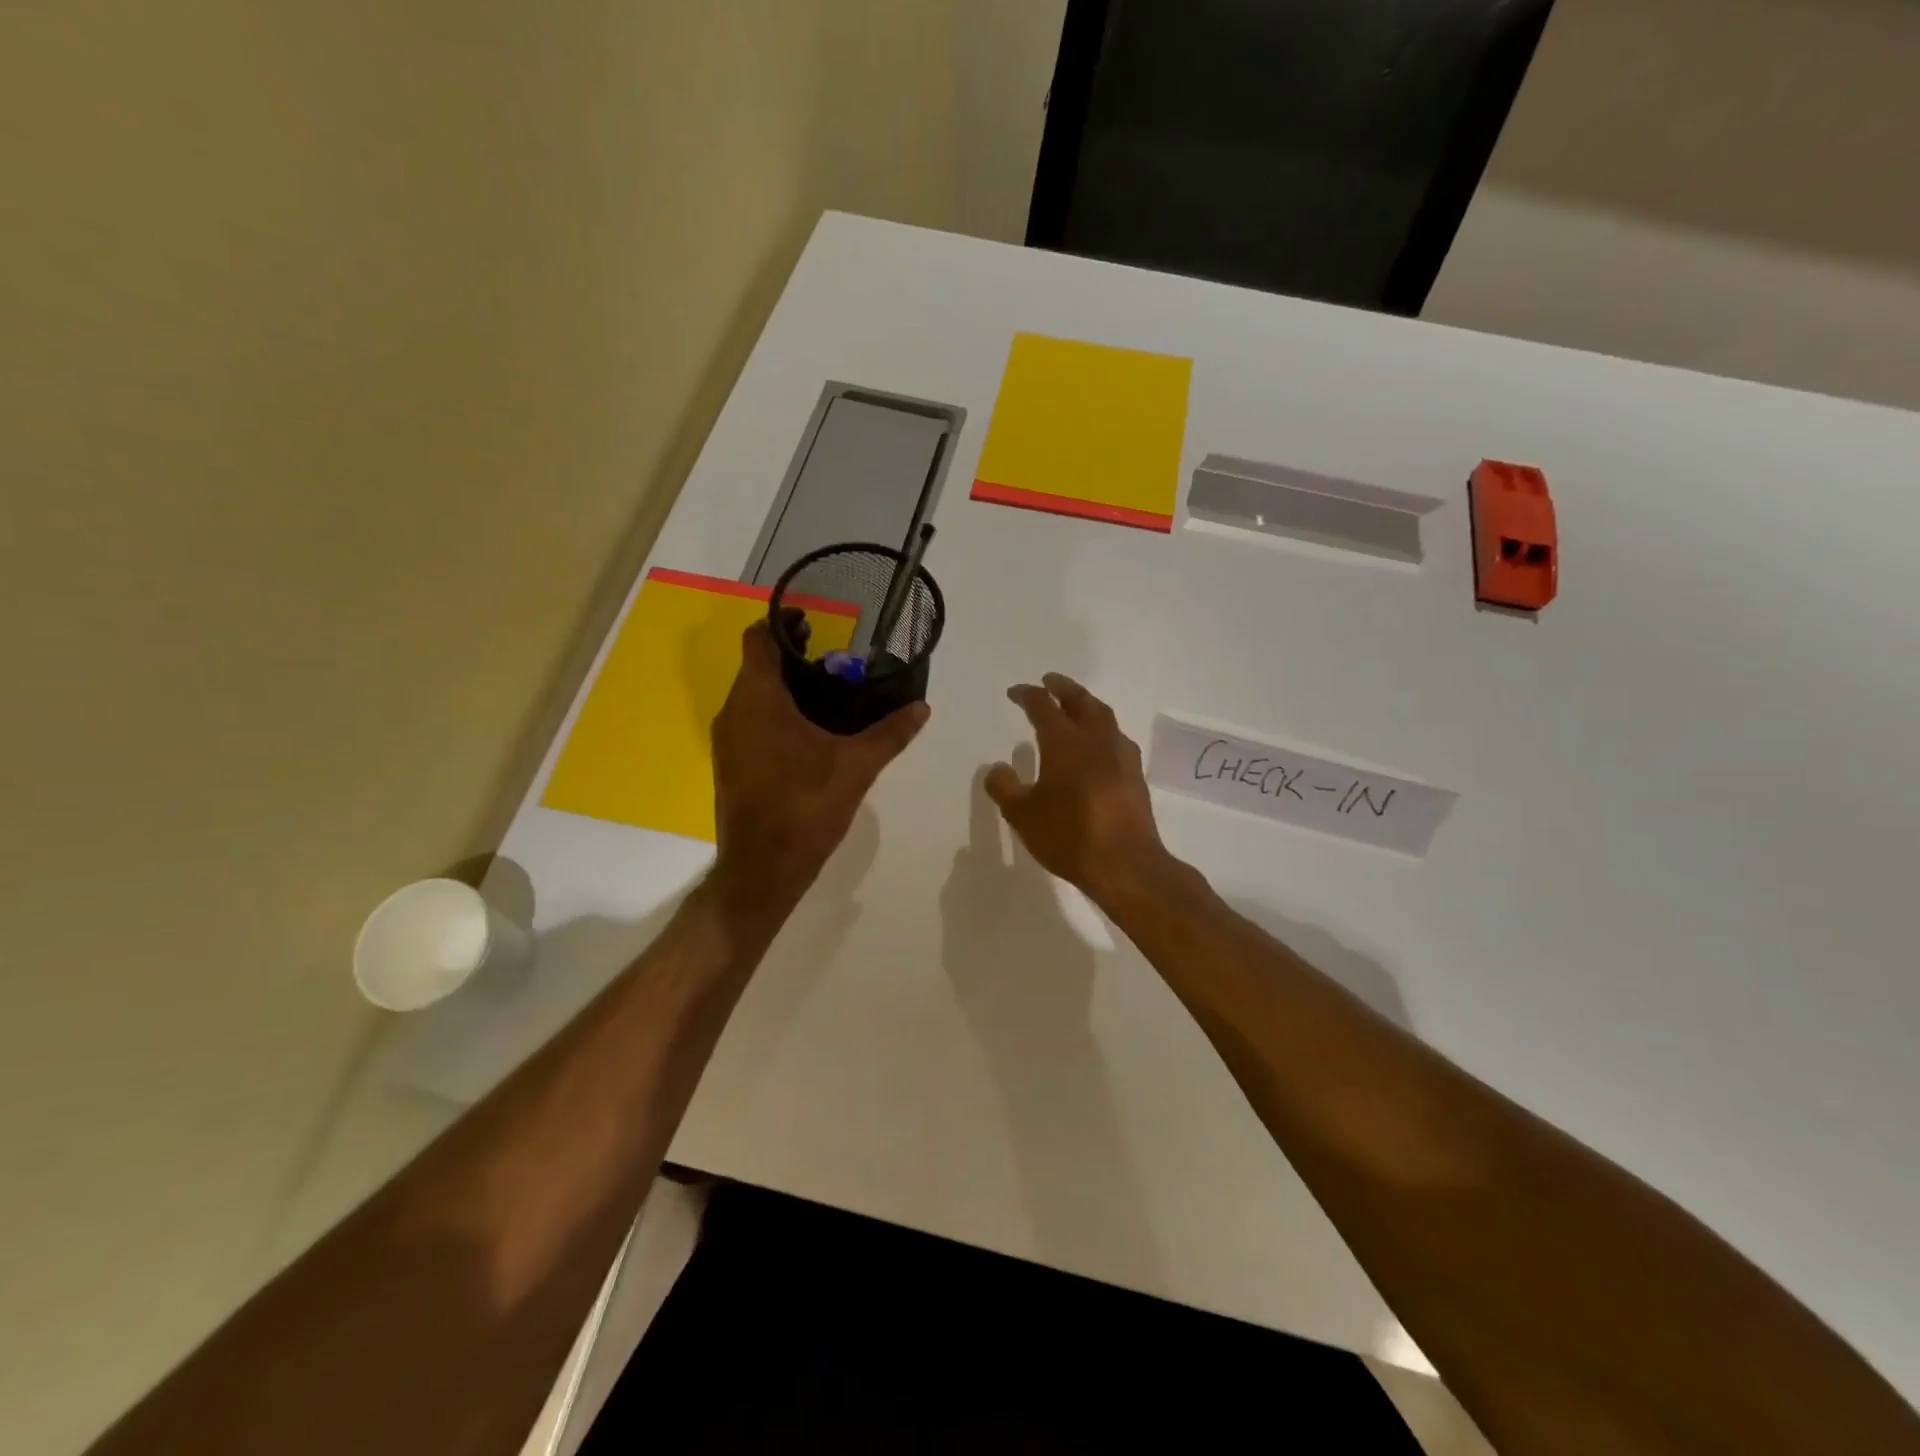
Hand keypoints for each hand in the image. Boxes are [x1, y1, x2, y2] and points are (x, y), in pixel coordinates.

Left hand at [711, 615, 927, 909]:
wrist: (762, 869)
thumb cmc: (805, 807)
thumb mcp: (856, 767)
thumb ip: (890, 733)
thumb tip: (922, 707)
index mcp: (758, 700)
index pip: (758, 639)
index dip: (783, 623)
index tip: (816, 623)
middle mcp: (734, 712)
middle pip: (757, 666)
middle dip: (793, 657)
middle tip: (837, 661)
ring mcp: (727, 740)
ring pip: (753, 695)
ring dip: (785, 687)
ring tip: (830, 694)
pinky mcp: (731, 763)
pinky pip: (750, 720)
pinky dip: (776, 712)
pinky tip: (811, 732)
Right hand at [986, 673, 1169, 909]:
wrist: (1126, 863)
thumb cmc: (1068, 835)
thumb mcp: (1023, 815)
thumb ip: (1005, 788)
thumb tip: (998, 768)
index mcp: (1065, 742)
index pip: (1043, 706)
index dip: (1028, 695)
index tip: (1015, 693)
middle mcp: (1096, 740)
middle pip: (1081, 701)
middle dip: (1063, 688)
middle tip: (1050, 681)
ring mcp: (1121, 756)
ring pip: (1104, 717)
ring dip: (1087, 705)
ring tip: (1076, 707)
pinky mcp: (1135, 776)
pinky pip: (1116, 739)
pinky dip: (1102, 730)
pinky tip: (1098, 745)